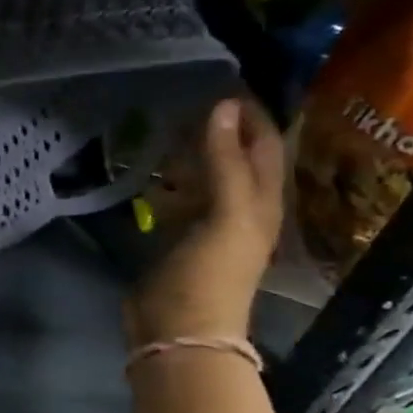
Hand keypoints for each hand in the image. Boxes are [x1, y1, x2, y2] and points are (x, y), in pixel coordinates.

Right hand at [125, 98, 283, 346]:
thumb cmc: (209, 274)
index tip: (224, 82)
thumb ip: (224, 161)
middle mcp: (239, 209)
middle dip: (220, 128)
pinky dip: (166, 180)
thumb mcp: (225, 214)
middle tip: (189, 97)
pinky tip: (148, 168)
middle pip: (235, 158)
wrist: (179, 331)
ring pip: (203, 177)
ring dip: (189, 152)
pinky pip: (176, 198)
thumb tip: (222, 106)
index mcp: (261, 202)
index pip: (264, 145)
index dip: (252, 115)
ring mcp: (205, 225)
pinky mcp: (175, 239)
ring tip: (164, 124)